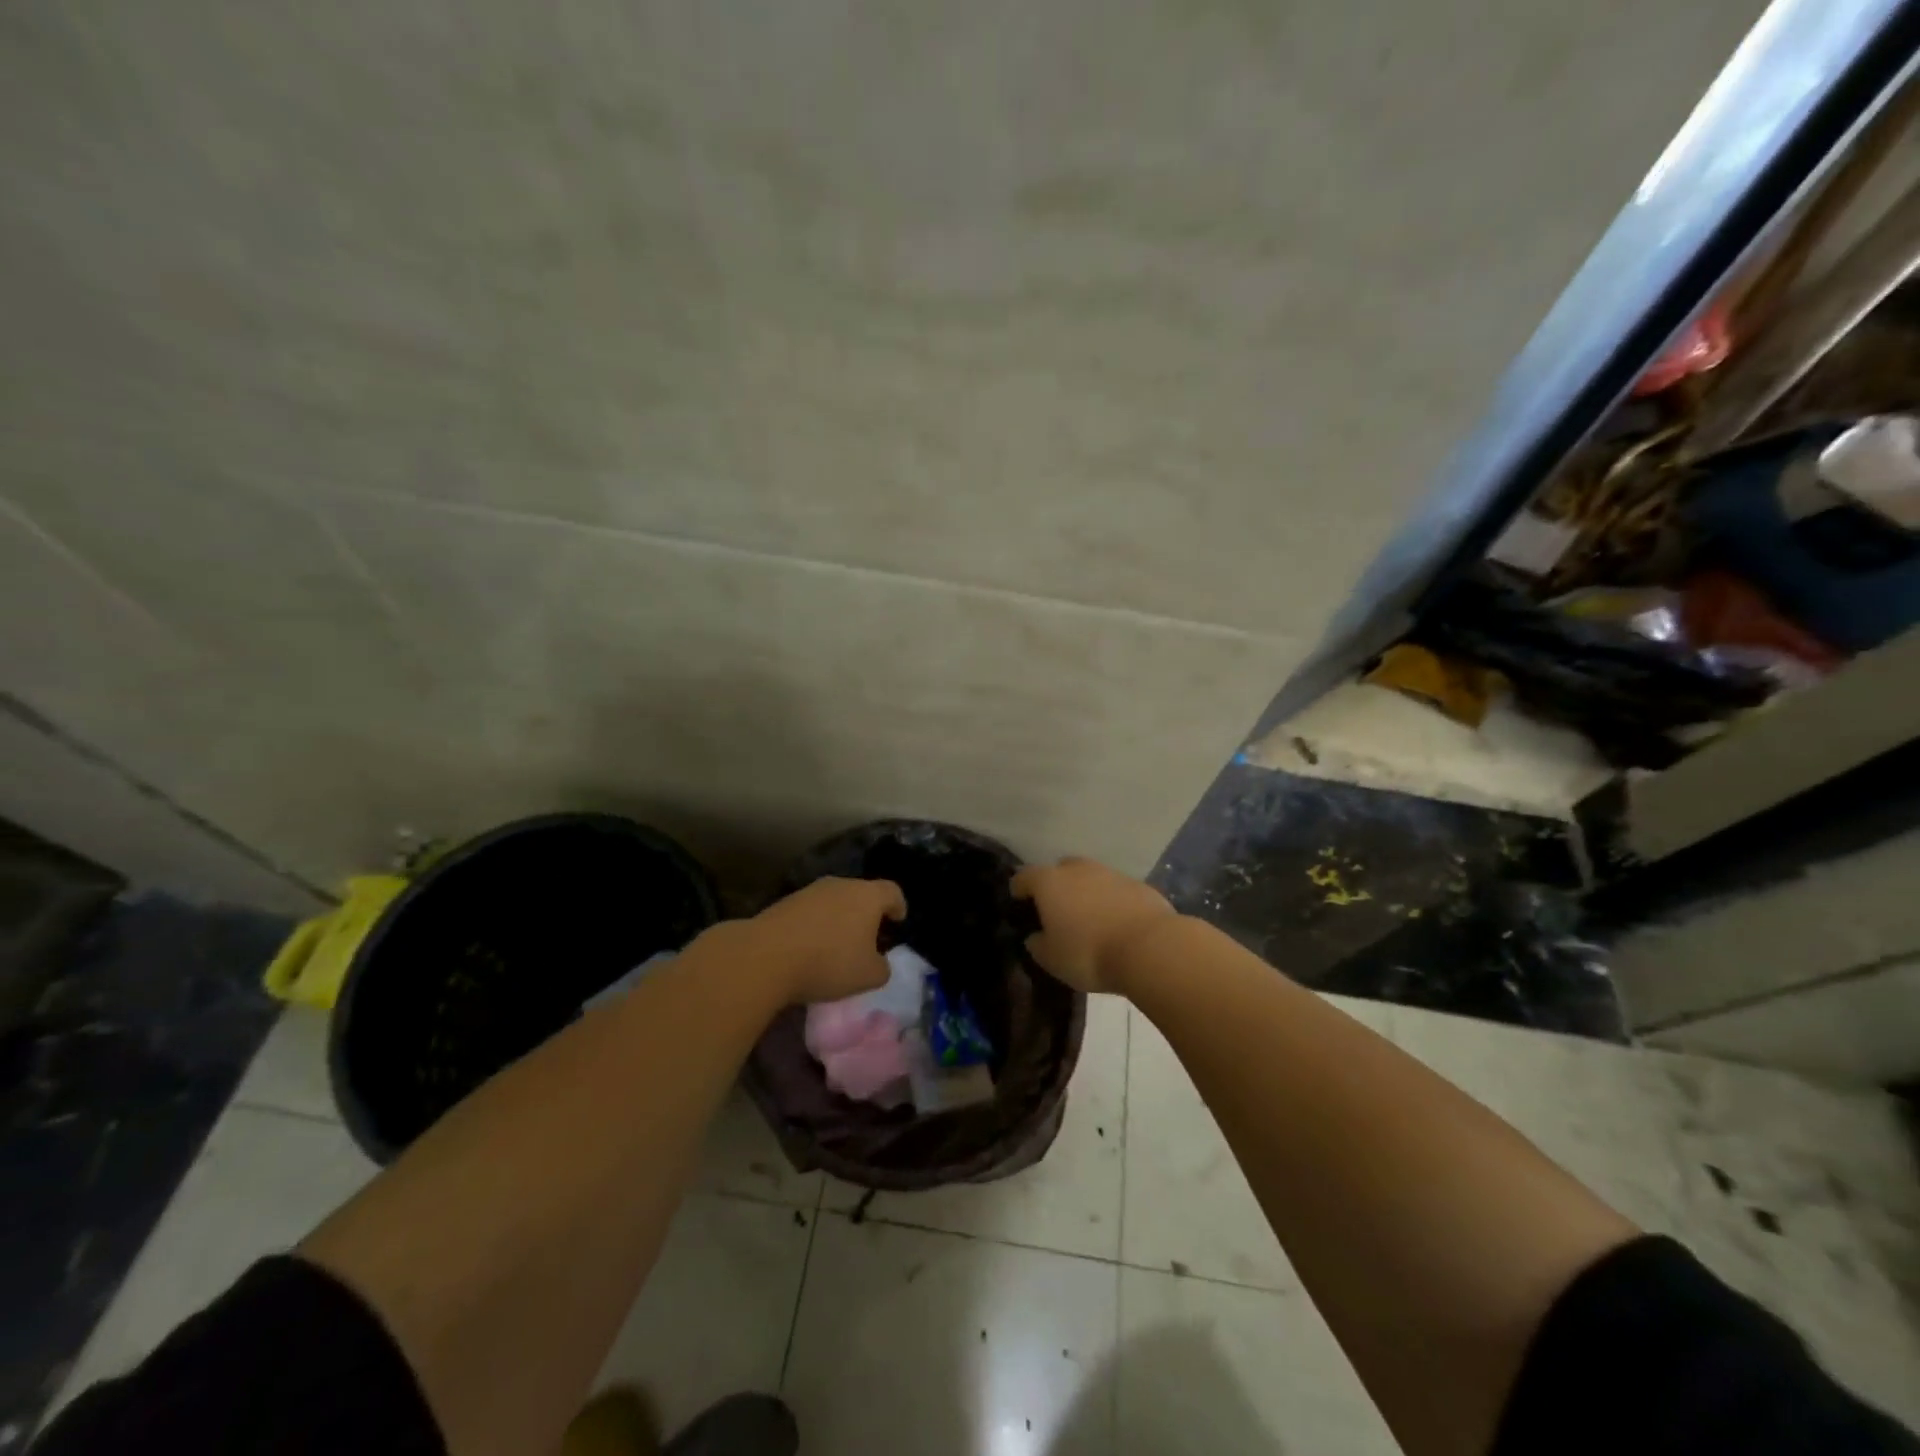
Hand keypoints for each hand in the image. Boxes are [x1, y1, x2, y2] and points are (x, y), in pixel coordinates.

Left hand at [746, 876, 907, 1004]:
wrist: (766, 956)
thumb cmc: (829, 962)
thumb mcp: (869, 976)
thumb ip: (882, 967)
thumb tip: (877, 962)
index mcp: (867, 896)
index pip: (892, 891)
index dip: (898, 906)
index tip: (898, 921)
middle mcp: (840, 884)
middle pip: (861, 894)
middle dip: (866, 914)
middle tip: (867, 939)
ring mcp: (810, 891)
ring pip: (834, 902)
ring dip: (839, 920)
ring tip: (836, 947)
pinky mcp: (785, 902)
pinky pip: (810, 912)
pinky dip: (815, 926)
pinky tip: (809, 949)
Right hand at [1011, 857, 1175, 994]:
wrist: (1150, 948)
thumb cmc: (1089, 953)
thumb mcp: (1051, 959)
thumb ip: (1038, 945)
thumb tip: (1036, 937)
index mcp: (1049, 882)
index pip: (1024, 877)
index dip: (1019, 890)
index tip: (1019, 904)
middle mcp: (1078, 869)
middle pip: (1060, 870)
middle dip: (1056, 886)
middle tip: (1057, 911)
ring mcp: (1111, 873)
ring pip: (1091, 878)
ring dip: (1087, 893)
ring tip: (1090, 920)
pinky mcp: (1139, 885)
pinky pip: (1116, 891)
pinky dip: (1112, 902)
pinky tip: (1117, 924)